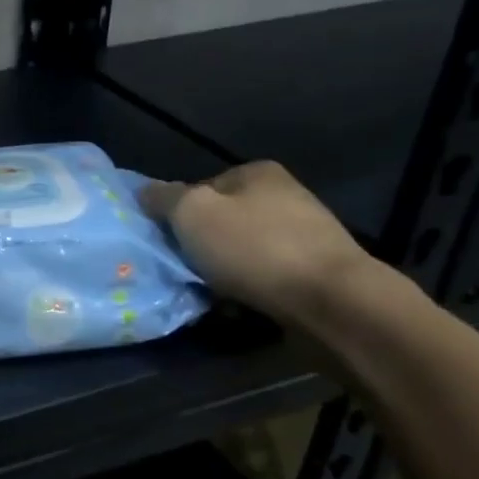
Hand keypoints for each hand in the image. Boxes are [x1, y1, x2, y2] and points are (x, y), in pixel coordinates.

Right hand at [139, 161, 376, 326]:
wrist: (333, 302)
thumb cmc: (255, 248)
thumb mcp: (192, 213)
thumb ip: (163, 198)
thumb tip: (145, 192)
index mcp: (256, 172)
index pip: (198, 188)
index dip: (177, 215)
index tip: (169, 242)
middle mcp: (284, 195)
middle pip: (220, 221)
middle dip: (200, 246)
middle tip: (185, 270)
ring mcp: (304, 234)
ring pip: (241, 252)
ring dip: (222, 272)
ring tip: (211, 294)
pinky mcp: (315, 272)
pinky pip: (264, 277)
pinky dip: (247, 289)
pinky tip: (240, 306)